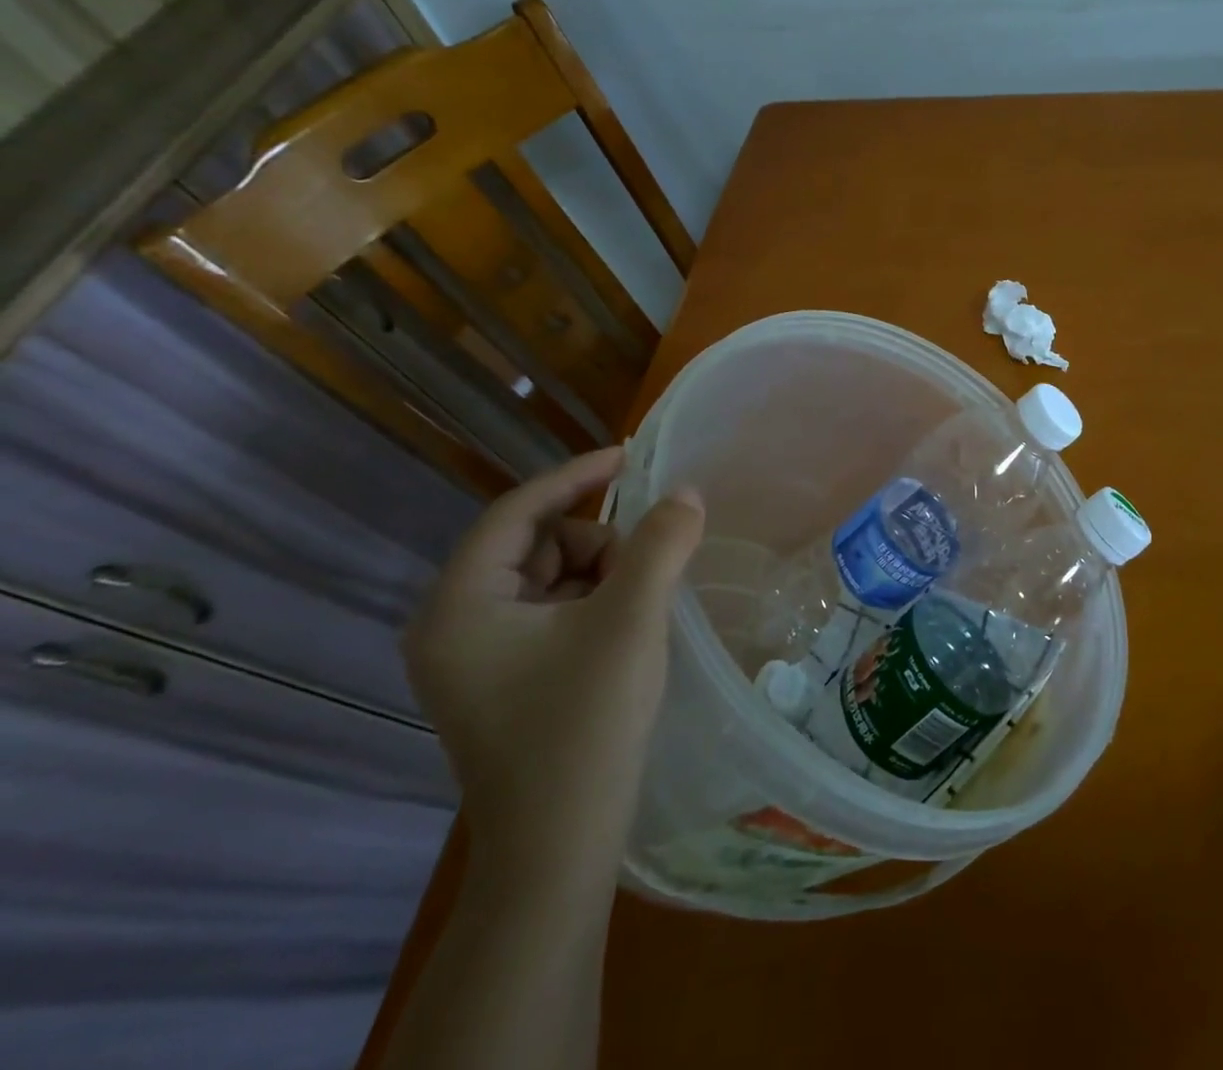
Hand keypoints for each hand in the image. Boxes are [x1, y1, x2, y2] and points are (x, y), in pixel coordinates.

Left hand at [403, 448, 704, 865]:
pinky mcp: (501, 680)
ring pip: (548, 576)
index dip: (575, 476)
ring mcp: (475, 658)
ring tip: (636, 611)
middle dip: (596, 543)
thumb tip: (686, 493)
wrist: (559, 851)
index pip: (516, 511)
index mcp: (460, 605)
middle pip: (536, 543)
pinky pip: (550, 612)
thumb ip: (661, 543)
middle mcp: (453, 626)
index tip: (629, 457)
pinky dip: (592, 604)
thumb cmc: (585, 726)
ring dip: (600, 575)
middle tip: (644, 572)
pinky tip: (624, 631)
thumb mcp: (631, 620)